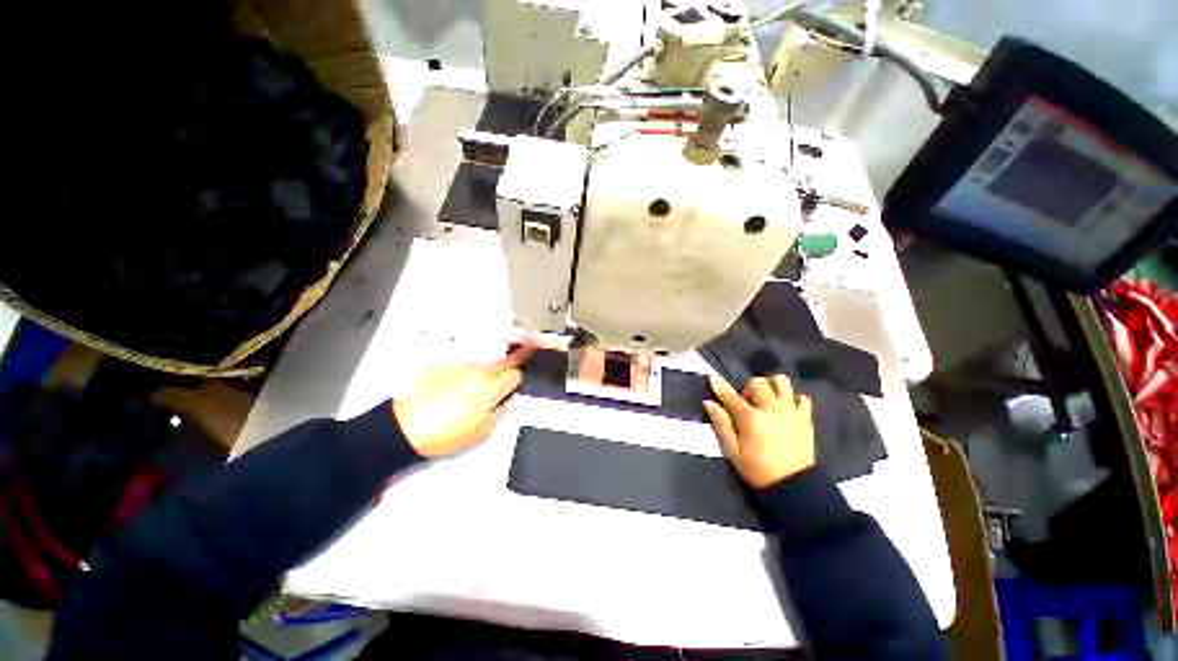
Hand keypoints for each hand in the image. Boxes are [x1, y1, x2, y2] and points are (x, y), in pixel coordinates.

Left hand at [393, 345, 534, 457]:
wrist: (404, 429)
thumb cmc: (443, 436)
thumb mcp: (479, 435)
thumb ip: (499, 414)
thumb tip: (505, 401)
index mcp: (488, 391)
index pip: (515, 374)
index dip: (516, 380)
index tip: (514, 384)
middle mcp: (476, 373)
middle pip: (504, 361)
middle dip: (514, 360)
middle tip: (522, 354)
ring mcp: (458, 366)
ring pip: (479, 366)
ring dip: (478, 375)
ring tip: (462, 394)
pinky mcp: (441, 365)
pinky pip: (459, 367)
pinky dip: (459, 376)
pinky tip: (447, 390)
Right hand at [702, 374, 815, 487]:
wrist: (793, 487)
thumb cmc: (757, 470)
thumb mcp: (732, 451)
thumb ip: (721, 424)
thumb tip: (709, 403)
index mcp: (751, 418)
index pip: (731, 396)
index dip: (719, 385)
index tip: (712, 377)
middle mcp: (772, 409)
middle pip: (758, 382)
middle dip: (748, 388)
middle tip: (746, 403)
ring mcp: (791, 412)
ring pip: (782, 382)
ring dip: (771, 386)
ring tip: (766, 399)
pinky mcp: (806, 418)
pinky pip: (801, 397)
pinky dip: (791, 398)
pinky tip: (784, 408)